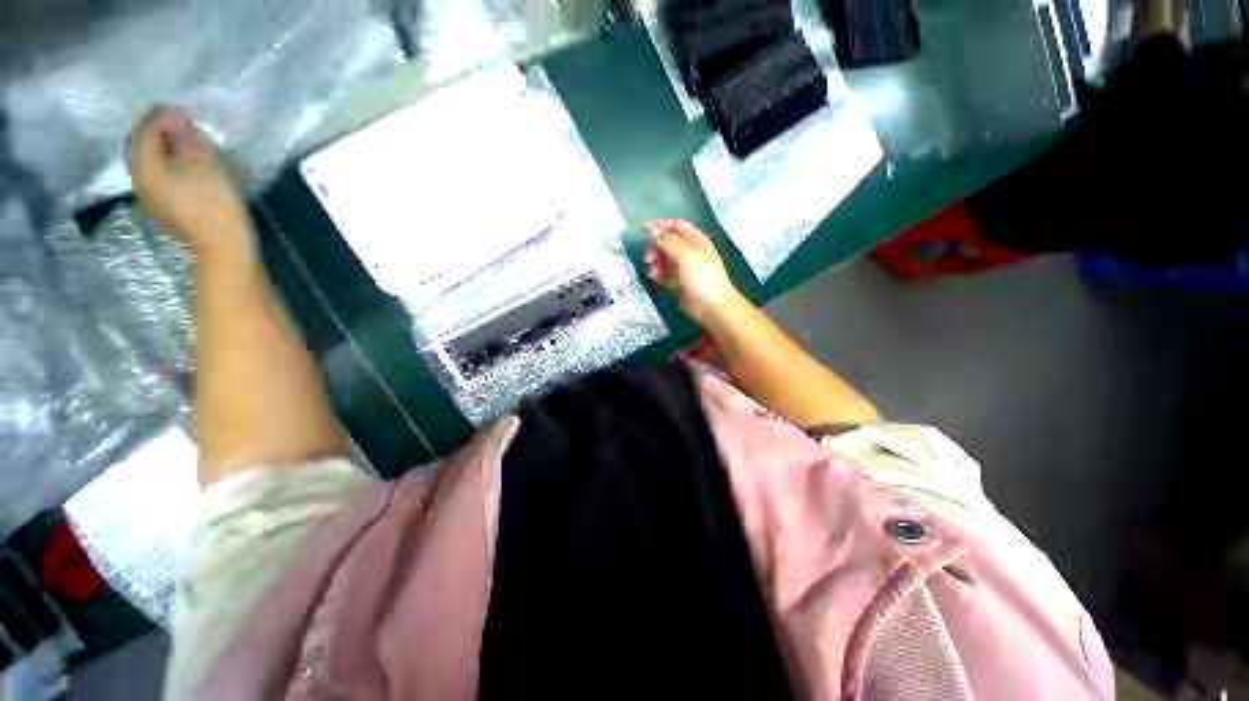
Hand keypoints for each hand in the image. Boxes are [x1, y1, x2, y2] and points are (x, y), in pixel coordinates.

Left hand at [128, 108, 253, 260]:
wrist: (224, 250)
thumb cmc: (214, 205)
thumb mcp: (204, 164)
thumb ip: (186, 137)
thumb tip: (176, 117)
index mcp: (145, 166)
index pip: (145, 130)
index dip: (163, 116)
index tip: (185, 111)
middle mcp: (140, 180)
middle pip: (144, 147)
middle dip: (162, 133)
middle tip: (187, 127)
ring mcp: (151, 198)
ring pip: (153, 163)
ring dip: (168, 151)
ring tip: (191, 147)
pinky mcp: (166, 210)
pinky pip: (162, 178)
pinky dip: (173, 167)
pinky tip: (191, 169)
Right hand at [644, 220, 742, 327]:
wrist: (711, 306)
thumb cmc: (701, 277)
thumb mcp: (685, 254)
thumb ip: (667, 241)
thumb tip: (650, 229)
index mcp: (695, 240)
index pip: (676, 225)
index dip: (660, 226)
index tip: (643, 230)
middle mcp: (689, 252)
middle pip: (668, 242)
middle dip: (656, 247)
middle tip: (648, 257)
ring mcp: (684, 268)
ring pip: (665, 259)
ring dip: (655, 262)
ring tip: (652, 270)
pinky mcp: (678, 282)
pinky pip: (665, 274)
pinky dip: (658, 274)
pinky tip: (654, 278)